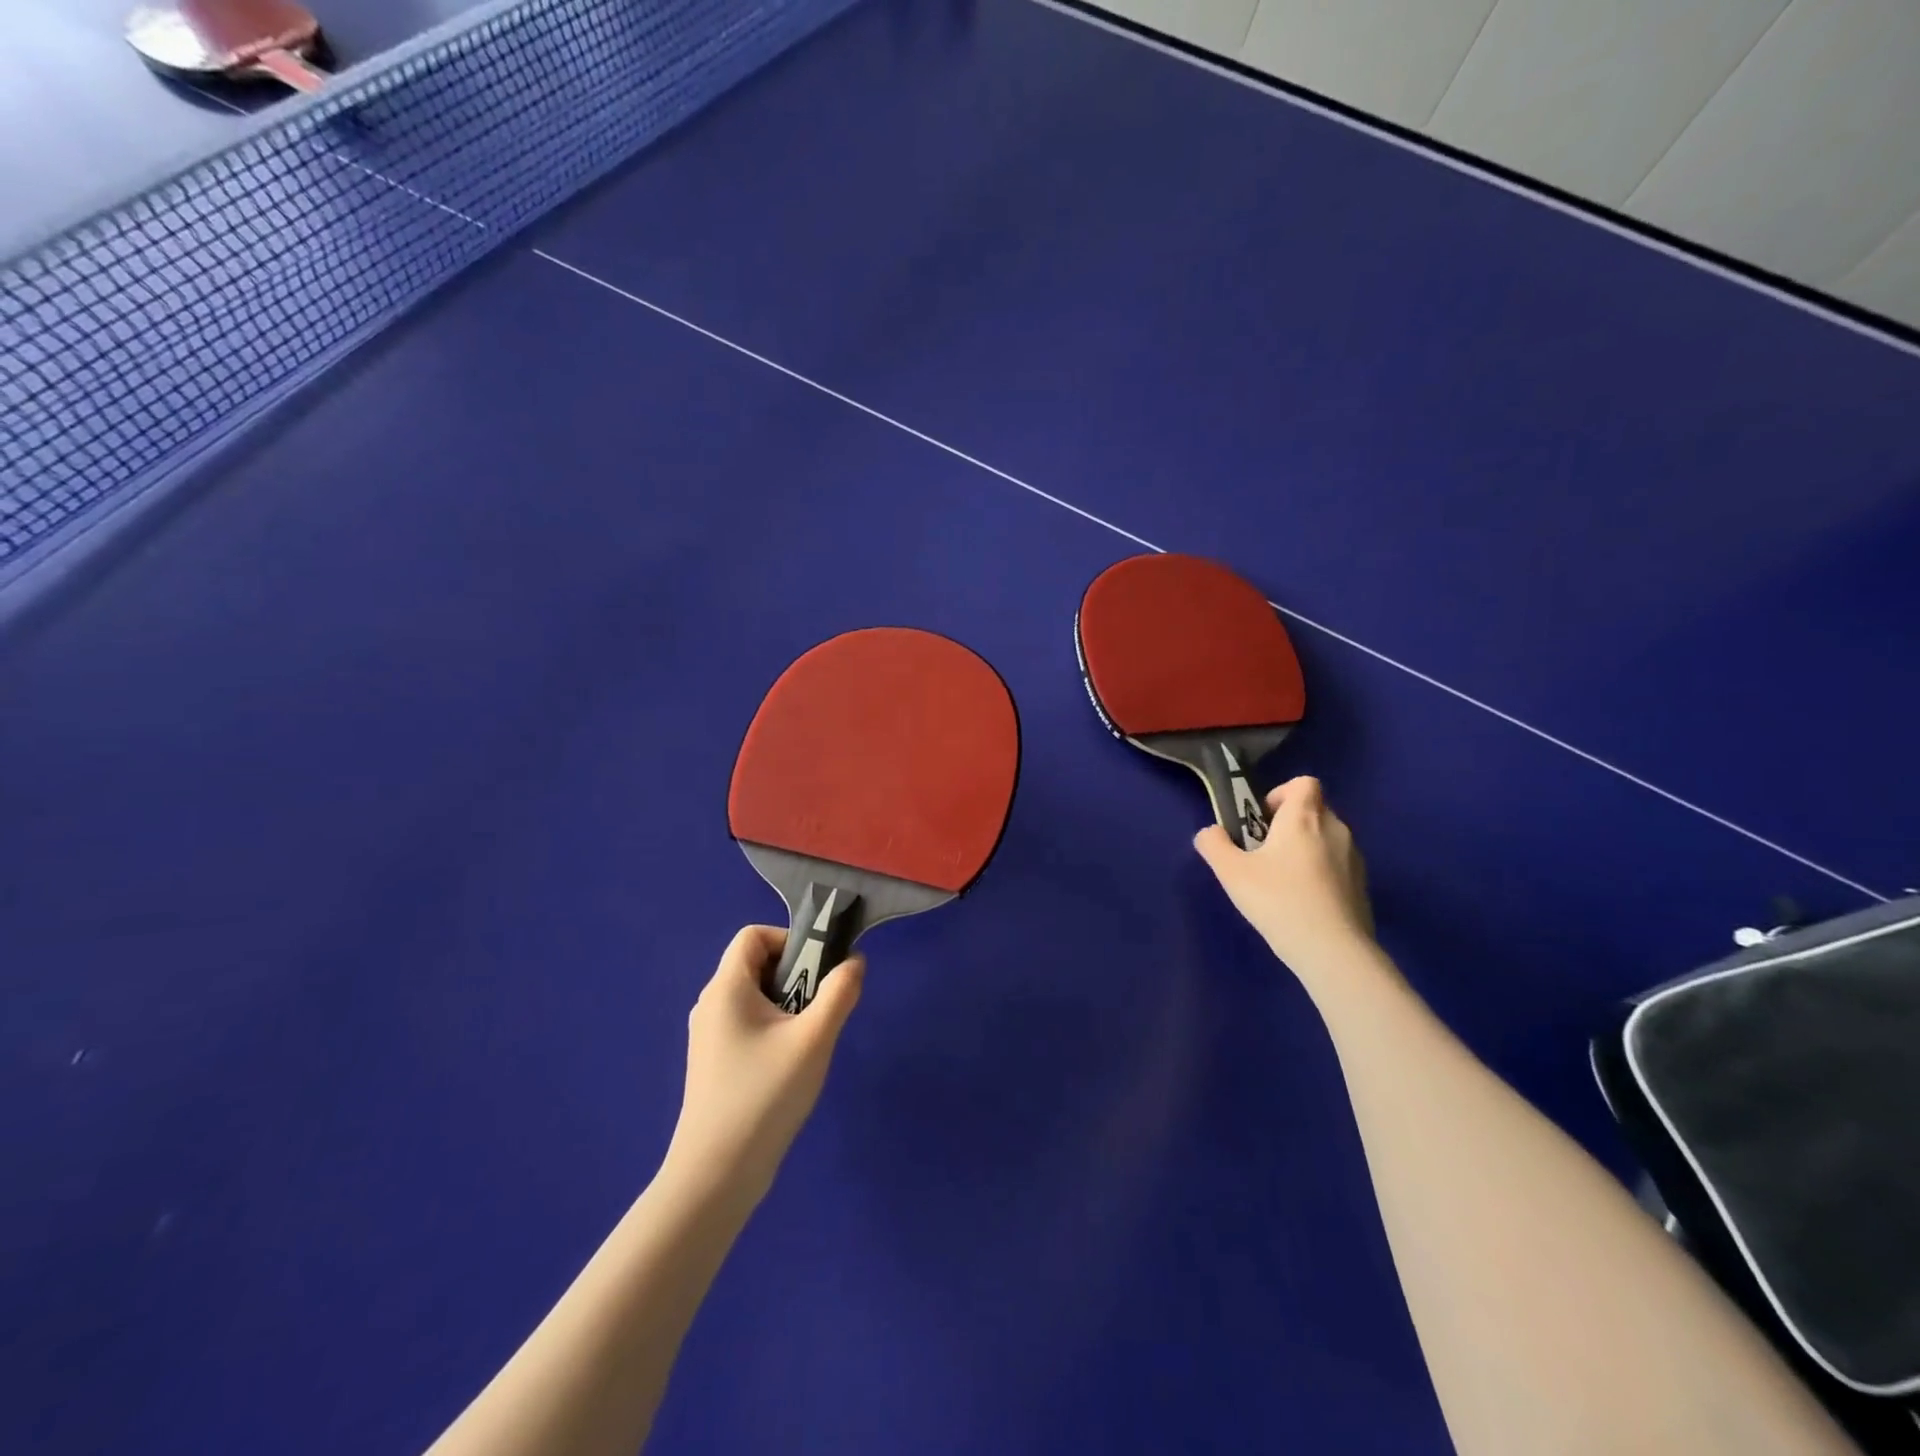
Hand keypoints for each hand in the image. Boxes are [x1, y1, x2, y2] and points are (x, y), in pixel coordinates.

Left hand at [664, 926, 863, 1206]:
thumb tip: (854, 961)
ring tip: (810, 1041)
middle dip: (796, 976)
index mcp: (726, 988)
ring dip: (788, 1005)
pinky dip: (774, 1029)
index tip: (817, 970)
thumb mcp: (814, 1039)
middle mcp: (711, 1004)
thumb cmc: (764, 1096)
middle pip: (756, 965)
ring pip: (755, 997)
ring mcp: (709, 1036)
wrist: (716, 1175)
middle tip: (820, 1009)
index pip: (753, 935)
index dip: (789, 939)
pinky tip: (791, 1066)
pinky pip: (748, 1025)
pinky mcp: (714, 1063)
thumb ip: (840, 992)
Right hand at [1194, 776, 1376, 979]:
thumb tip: (1210, 832)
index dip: (1280, 794)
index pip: (1303, 783)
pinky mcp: (1363, 885)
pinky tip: (1303, 903)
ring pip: (1326, 839)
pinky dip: (1321, 874)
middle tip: (1264, 854)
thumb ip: (1214, 844)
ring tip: (1283, 882)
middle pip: (1313, 810)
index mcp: (1304, 818)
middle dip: (1289, 825)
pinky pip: (1338, 865)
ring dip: (1305, 849)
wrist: (1333, 950)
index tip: (1261, 821)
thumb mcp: (1231, 872)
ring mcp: (1354, 858)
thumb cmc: (1279, 900)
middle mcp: (1335, 829)